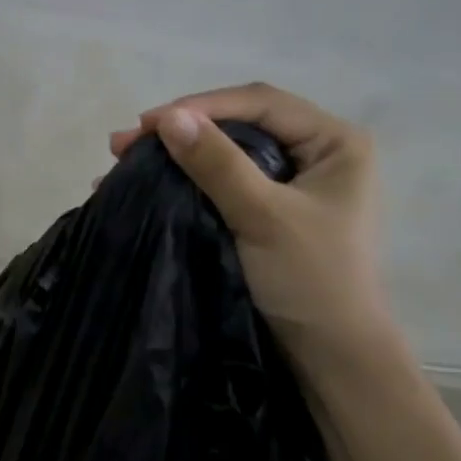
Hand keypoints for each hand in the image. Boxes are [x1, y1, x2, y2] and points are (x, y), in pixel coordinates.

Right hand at [111, 82, 397, 373]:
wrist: (331, 357)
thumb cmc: (311, 280)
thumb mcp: (262, 216)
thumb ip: (217, 164)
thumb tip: (168, 117)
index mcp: (335, 142)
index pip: (262, 103)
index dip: (202, 105)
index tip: (148, 122)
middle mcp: (319, 154)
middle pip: (243, 125)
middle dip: (184, 131)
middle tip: (125, 143)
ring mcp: (296, 185)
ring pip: (230, 155)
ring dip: (180, 156)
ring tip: (125, 161)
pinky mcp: (274, 213)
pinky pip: (227, 183)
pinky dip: (189, 182)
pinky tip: (152, 184)